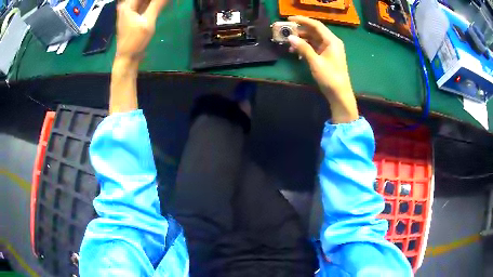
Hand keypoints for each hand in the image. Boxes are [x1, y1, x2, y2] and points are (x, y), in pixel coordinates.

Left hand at [115, 0, 167, 60]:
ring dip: (153, 2)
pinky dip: (151, 4)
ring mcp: (129, 12)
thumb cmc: (135, 41)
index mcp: (128, 5)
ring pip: (143, 2)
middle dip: (154, 1)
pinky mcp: (133, 17)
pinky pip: (144, 6)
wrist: (127, 58)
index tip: (162, 1)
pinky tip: (159, 5)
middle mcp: (127, 6)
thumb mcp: (148, 21)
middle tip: (163, 3)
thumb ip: (157, 4)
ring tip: (163, 4)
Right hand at [287, 16, 357, 123]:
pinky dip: (306, 48)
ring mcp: (329, 49)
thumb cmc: (329, 77)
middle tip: (286, 32)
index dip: (302, 20)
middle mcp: (331, 42)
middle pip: (314, 31)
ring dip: (301, 40)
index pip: (316, 25)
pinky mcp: (327, 56)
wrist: (339, 94)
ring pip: (313, 39)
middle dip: (300, 31)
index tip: (289, 19)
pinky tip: (296, 53)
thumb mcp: (315, 62)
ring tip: (289, 44)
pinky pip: (314, 47)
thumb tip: (290, 37)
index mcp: (332, 41)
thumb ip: (303, 48)